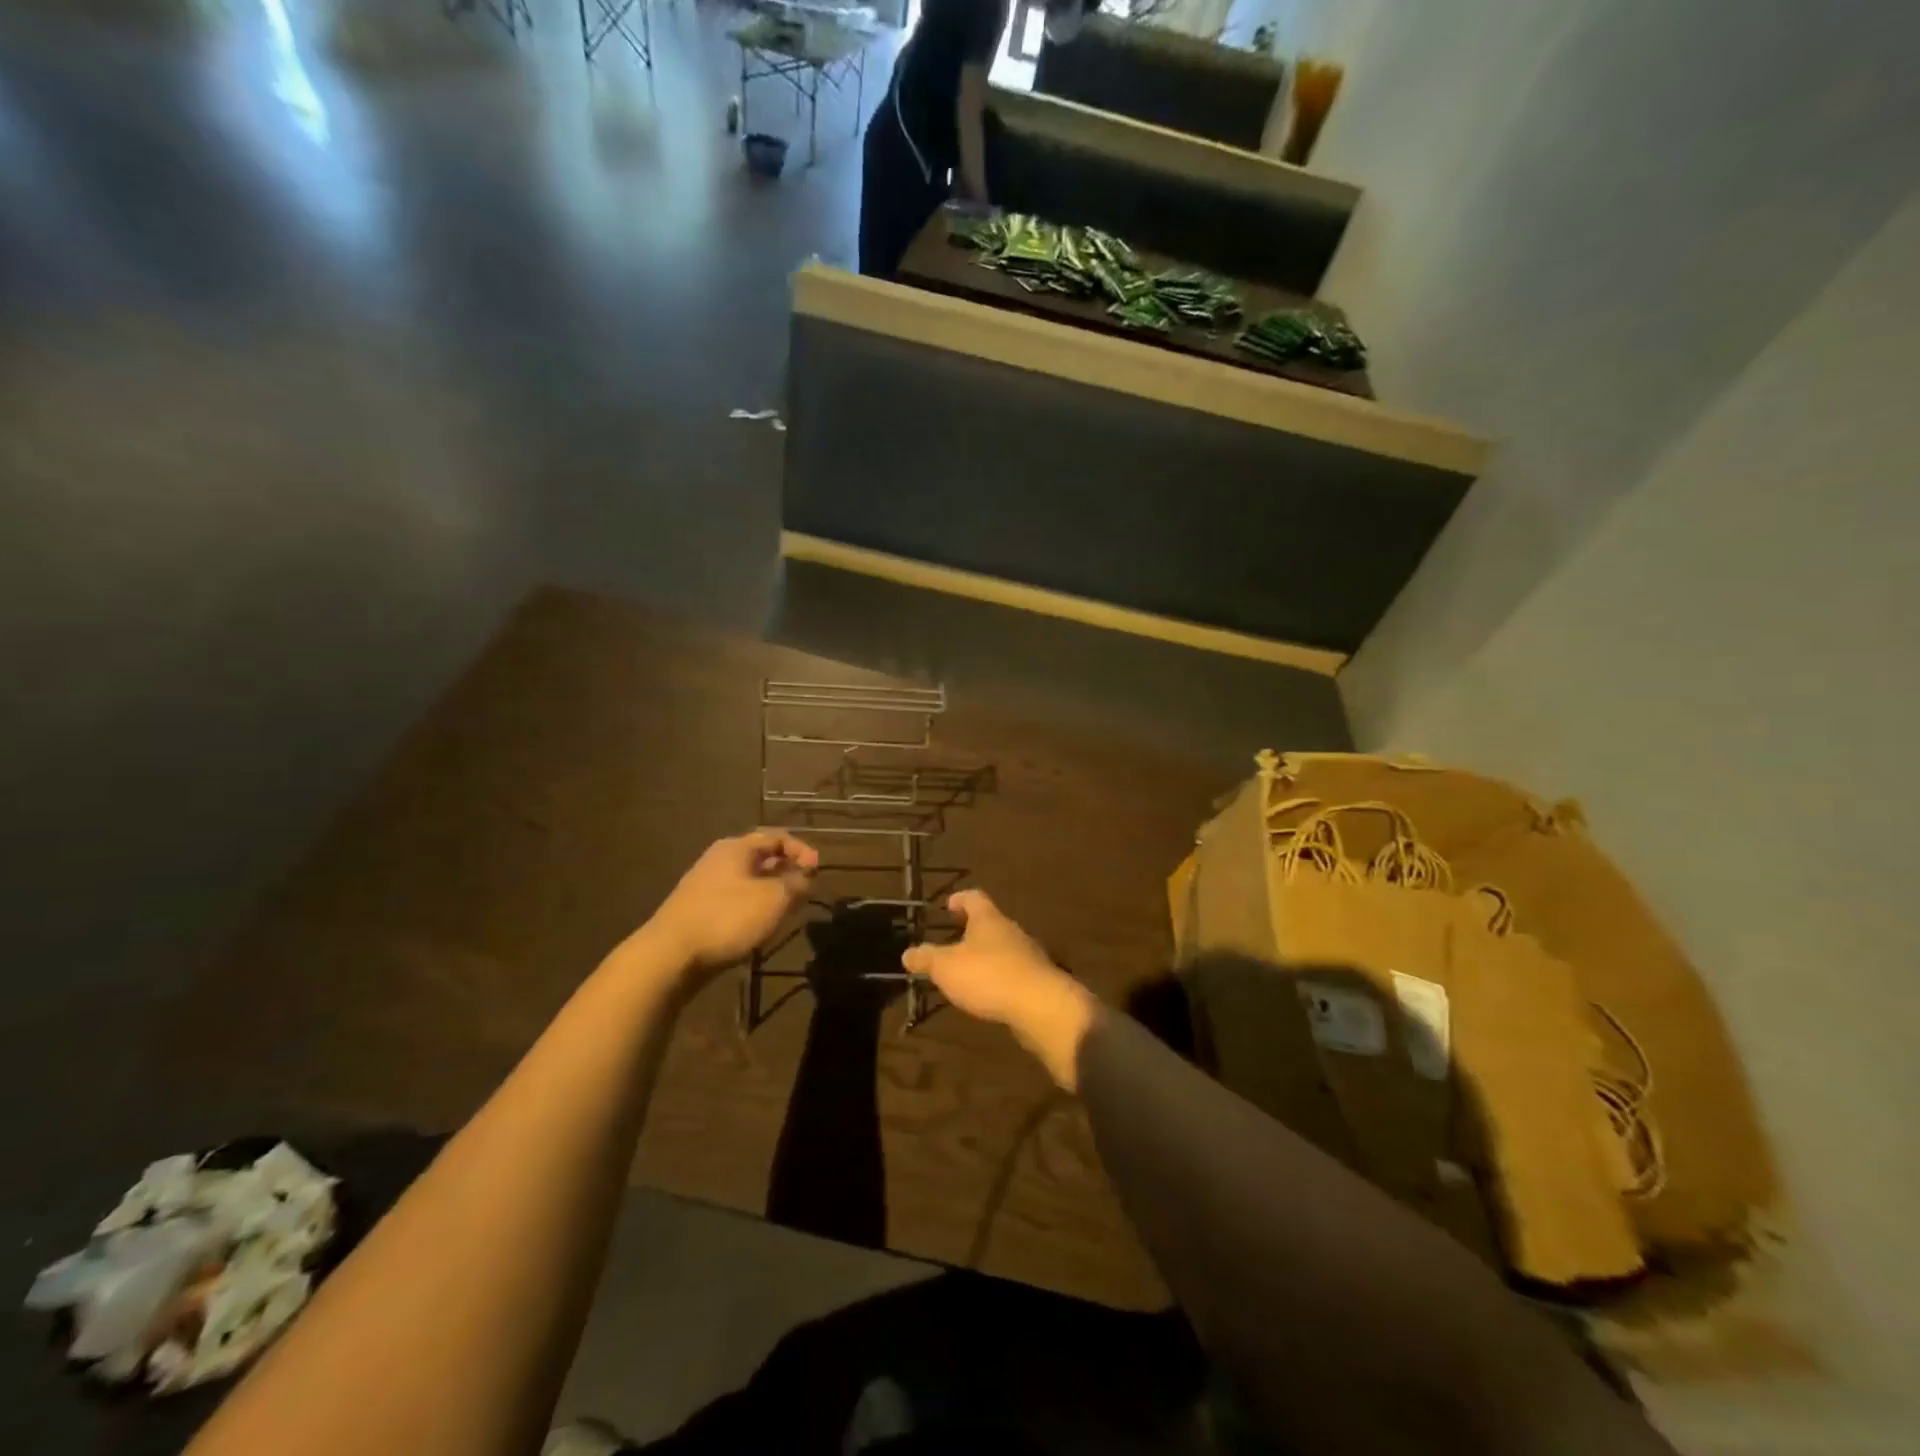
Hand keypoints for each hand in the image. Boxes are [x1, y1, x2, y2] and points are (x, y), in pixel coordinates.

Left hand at [647, 831, 817, 974]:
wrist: (670, 955)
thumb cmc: (728, 918)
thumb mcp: (774, 899)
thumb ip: (796, 884)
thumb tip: (806, 877)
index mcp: (737, 848)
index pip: (777, 837)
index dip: (802, 850)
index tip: (818, 871)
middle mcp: (720, 859)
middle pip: (762, 858)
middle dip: (787, 872)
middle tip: (805, 891)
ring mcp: (706, 884)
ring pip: (749, 880)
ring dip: (772, 891)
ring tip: (787, 911)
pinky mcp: (698, 909)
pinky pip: (735, 899)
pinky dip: (754, 907)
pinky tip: (760, 926)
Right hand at [902, 890, 1099, 1089]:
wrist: (1040, 1005)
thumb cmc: (988, 976)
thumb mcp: (947, 968)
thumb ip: (927, 959)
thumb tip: (907, 953)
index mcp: (988, 919)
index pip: (974, 898)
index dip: (959, 899)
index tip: (948, 905)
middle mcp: (1010, 930)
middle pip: (990, 923)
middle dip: (972, 930)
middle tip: (953, 940)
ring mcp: (1027, 955)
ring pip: (1002, 948)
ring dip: (986, 956)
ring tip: (967, 970)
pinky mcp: (1036, 979)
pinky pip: (1012, 971)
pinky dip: (998, 977)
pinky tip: (988, 993)